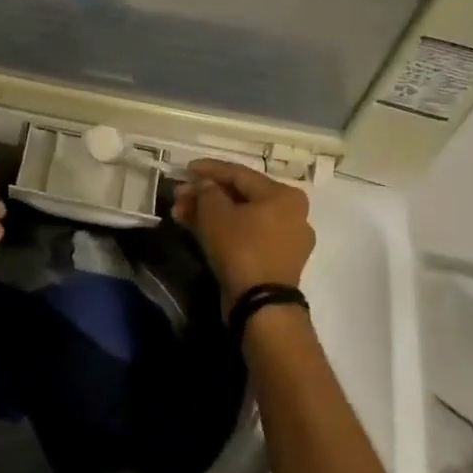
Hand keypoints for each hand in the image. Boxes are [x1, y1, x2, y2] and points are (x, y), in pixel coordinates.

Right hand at [172, 158, 314, 308]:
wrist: (261, 304)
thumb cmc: (241, 248)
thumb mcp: (215, 213)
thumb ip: (206, 191)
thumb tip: (204, 184)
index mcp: (283, 195)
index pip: (239, 173)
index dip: (209, 169)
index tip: (185, 168)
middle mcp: (292, 213)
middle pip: (240, 196)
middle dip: (206, 195)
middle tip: (179, 195)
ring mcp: (287, 239)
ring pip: (242, 217)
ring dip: (210, 213)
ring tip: (181, 213)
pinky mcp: (278, 260)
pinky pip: (248, 235)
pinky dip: (224, 230)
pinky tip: (197, 228)